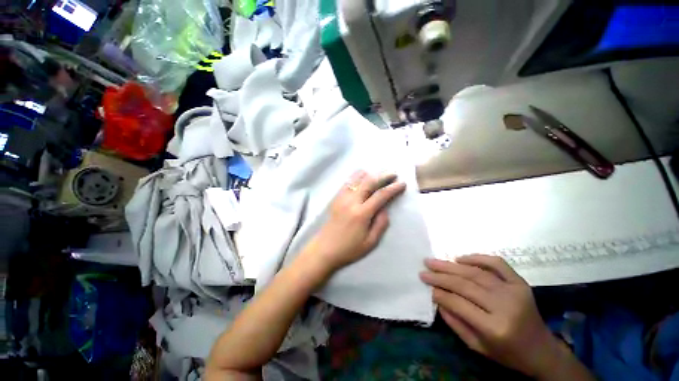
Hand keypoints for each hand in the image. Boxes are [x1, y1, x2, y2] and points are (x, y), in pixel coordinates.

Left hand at [302, 170, 406, 273]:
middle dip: (383, 176)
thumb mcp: (370, 242)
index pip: (380, 195)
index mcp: (361, 214)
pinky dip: (356, 176)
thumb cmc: (349, 249)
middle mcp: (351, 201)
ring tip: (379, 174)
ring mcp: (342, 198)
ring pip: (357, 179)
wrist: (325, 249)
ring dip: (370, 174)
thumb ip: (380, 224)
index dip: (393, 188)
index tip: (402, 183)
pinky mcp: (336, 198)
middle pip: (369, 182)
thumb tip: (385, 208)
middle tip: (393, 174)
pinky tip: (362, 176)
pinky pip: (347, 182)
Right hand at [420, 255, 559, 377]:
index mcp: (495, 327)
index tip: (425, 285)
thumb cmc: (507, 353)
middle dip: (441, 275)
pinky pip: (497, 263)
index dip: (440, 292)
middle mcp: (505, 306)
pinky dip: (477, 258)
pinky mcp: (520, 283)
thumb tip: (437, 298)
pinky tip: (460, 258)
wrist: (541, 350)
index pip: (459, 303)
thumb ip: (455, 322)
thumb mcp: (477, 346)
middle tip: (424, 269)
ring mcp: (514, 291)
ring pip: (476, 272)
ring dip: (451, 265)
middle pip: (466, 284)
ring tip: (434, 261)